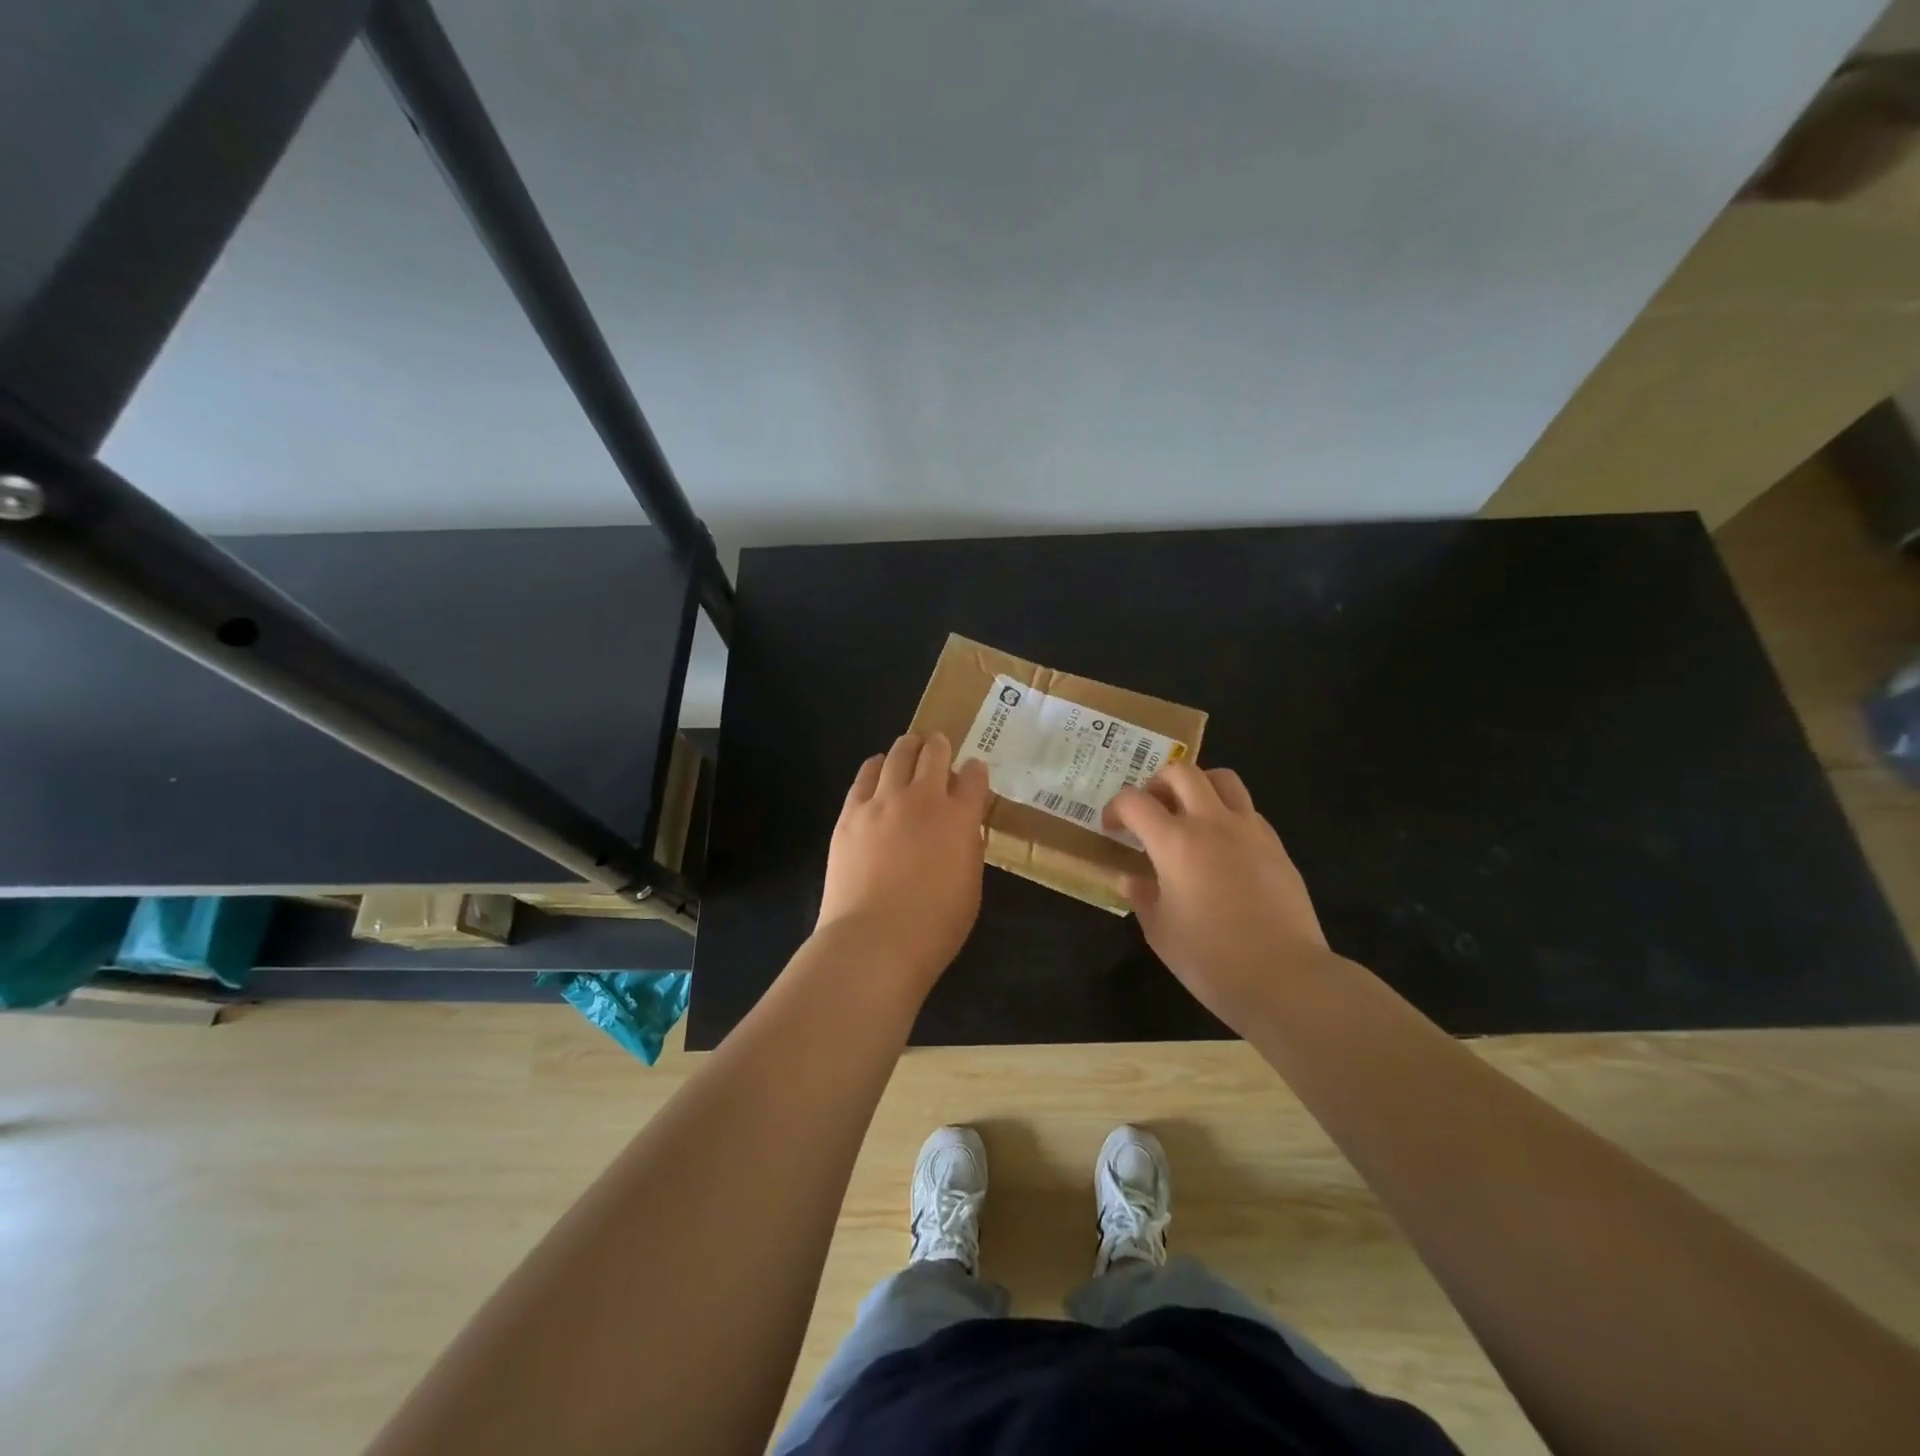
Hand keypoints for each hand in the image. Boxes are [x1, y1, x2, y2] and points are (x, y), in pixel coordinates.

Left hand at [816, 732, 991, 986]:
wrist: (873, 942)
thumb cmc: (934, 928)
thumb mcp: (971, 889)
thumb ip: (969, 850)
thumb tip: (964, 829)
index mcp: (960, 818)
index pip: (974, 777)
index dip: (976, 770)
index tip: (974, 772)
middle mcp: (923, 799)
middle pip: (934, 753)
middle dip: (941, 746)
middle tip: (940, 747)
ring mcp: (883, 802)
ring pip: (898, 754)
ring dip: (909, 748)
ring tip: (911, 748)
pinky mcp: (851, 813)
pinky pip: (865, 775)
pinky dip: (876, 766)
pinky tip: (878, 769)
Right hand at [1104, 762, 1328, 1031]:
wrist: (1286, 978)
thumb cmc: (1211, 959)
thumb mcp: (1160, 932)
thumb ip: (1142, 897)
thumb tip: (1132, 878)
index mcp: (1175, 842)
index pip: (1135, 801)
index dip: (1116, 808)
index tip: (1112, 828)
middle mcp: (1213, 824)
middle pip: (1182, 772)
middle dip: (1157, 782)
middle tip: (1150, 809)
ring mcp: (1250, 831)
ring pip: (1223, 780)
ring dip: (1198, 787)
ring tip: (1189, 815)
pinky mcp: (1276, 847)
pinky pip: (1248, 811)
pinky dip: (1227, 815)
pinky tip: (1222, 847)